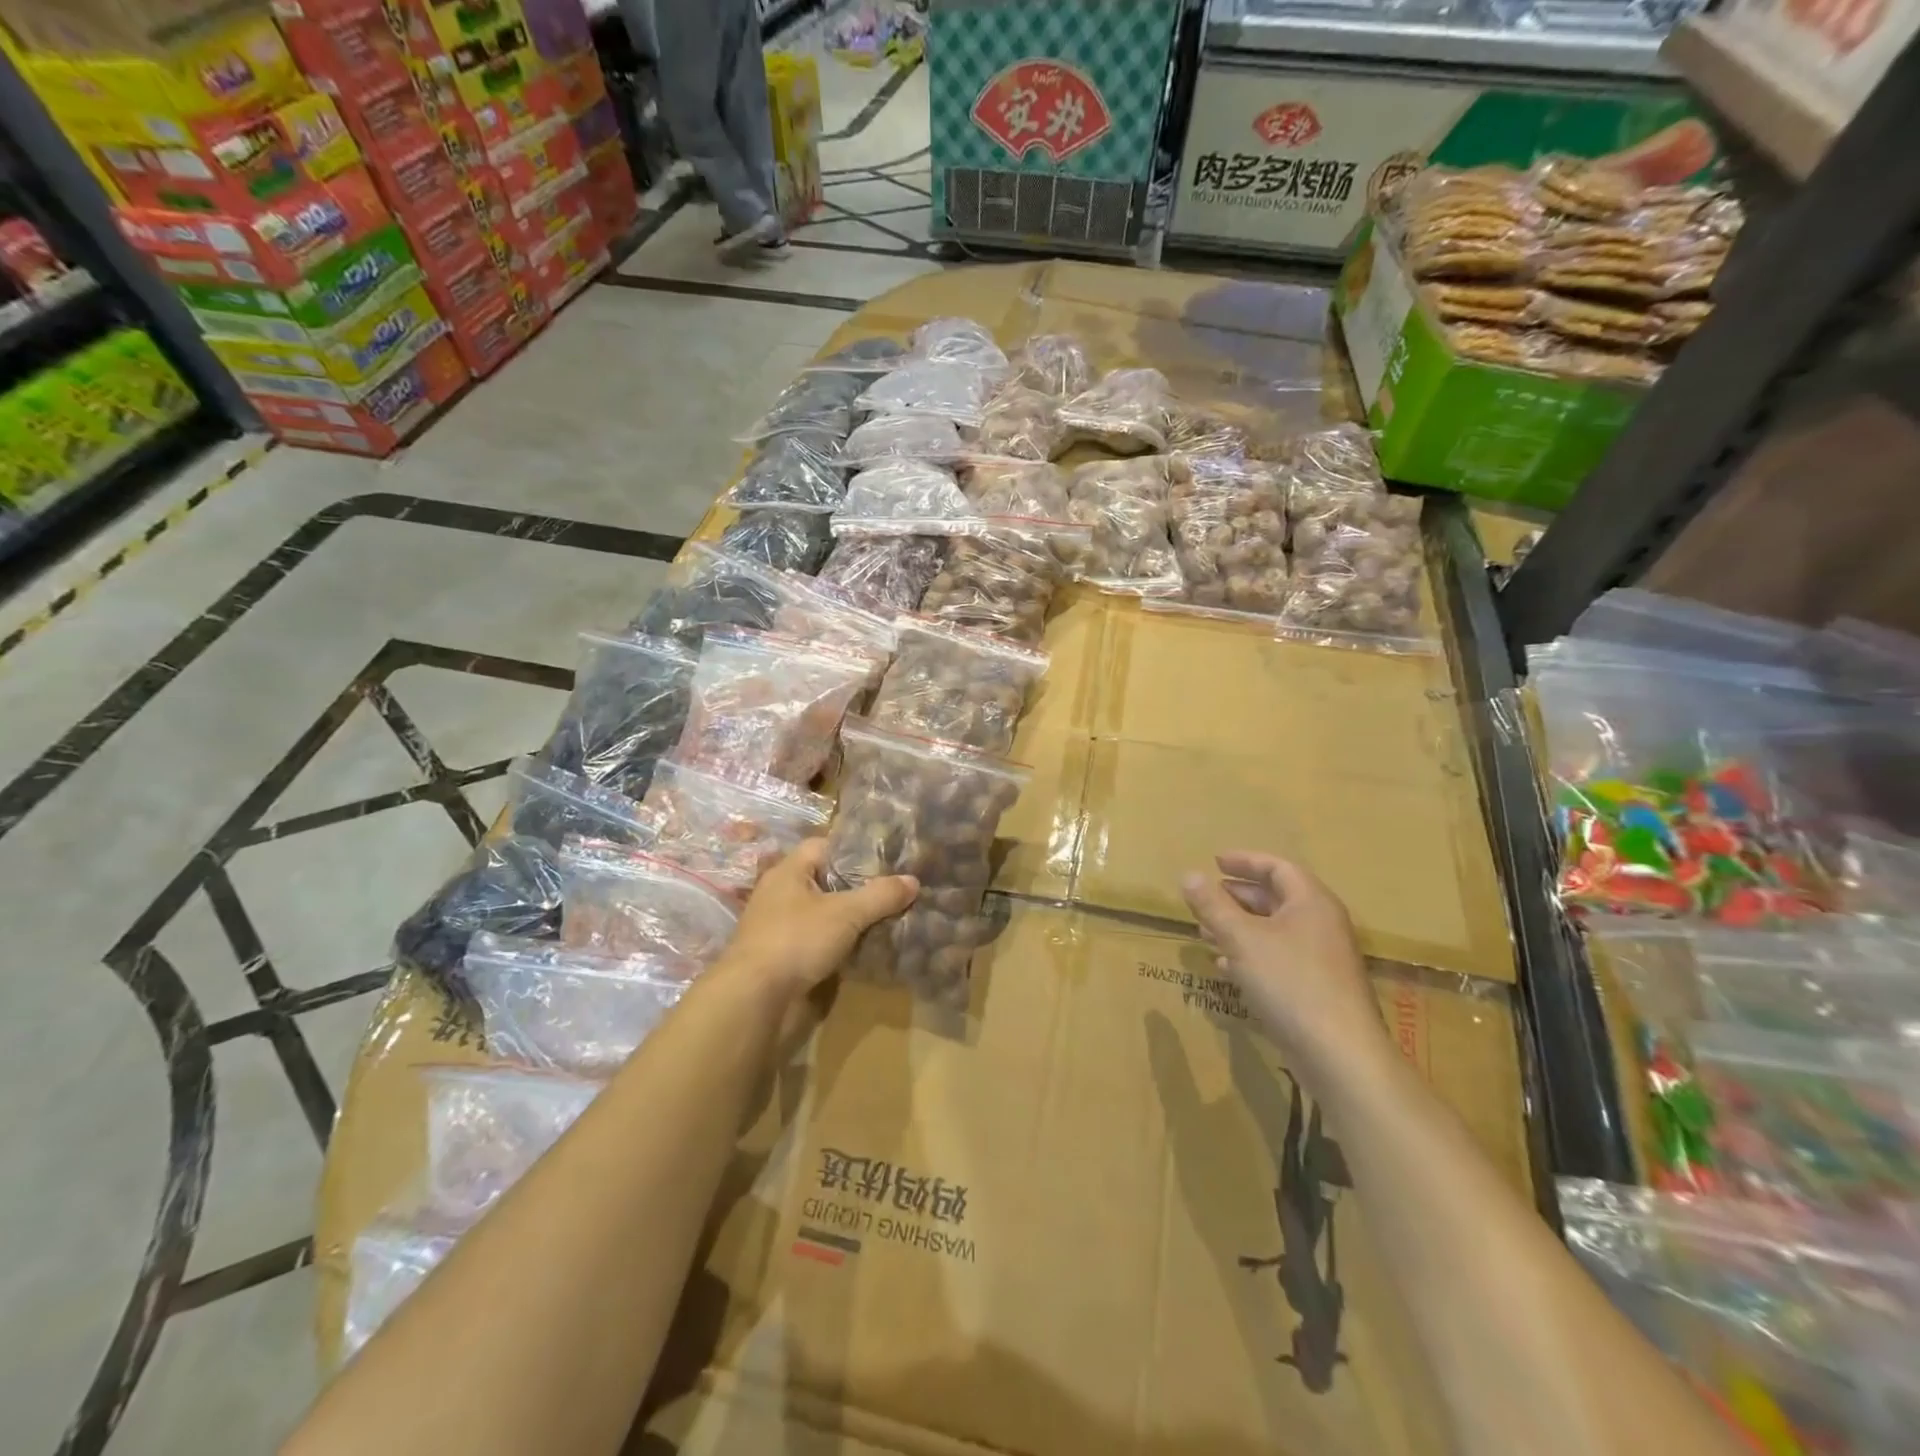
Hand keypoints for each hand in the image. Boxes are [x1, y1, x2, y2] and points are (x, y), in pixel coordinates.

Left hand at [720, 840, 916, 999]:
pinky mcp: (785, 958)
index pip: (824, 846)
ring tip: (890, 918)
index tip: (886, 859)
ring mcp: (781, 928)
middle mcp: (781, 894)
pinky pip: (820, 942)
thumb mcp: (846, 913)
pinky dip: (842, 944)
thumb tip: (913, 880)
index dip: (854, 850)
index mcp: (788, 872)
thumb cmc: (797, 941)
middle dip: (859, 887)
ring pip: (825, 914)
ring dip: (852, 919)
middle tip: (896, 890)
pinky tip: (868, 948)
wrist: (755, 1000)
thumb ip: (881, 895)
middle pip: (827, 881)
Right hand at [1181, 852, 1386, 1080]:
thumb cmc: (1290, 982)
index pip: (1277, 868)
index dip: (1244, 861)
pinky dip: (1250, 954)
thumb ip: (1213, 905)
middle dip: (1237, 896)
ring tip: (1205, 932)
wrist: (1339, 1054)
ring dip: (1239, 927)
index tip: (1214, 862)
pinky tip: (1225, 965)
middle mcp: (1321, 924)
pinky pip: (1279, 958)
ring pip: (1275, 930)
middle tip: (1206, 898)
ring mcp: (1322, 958)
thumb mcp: (1241, 938)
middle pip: (1276, 898)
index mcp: (1311, 902)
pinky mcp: (1317, 988)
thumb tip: (1188, 875)